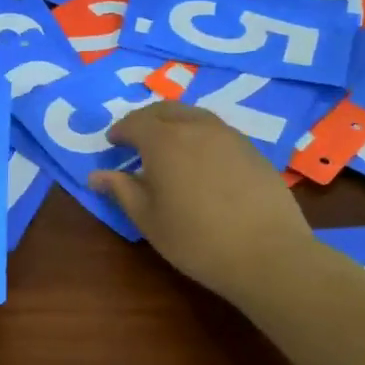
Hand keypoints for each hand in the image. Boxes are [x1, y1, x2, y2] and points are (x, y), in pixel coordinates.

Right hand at [89, 101, 313, 306]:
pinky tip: (201, 159)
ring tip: (168, 145)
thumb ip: (121, 190)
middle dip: (146, 120)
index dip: (120, 131)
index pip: (135, 123)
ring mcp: (228, 135)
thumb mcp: (148, 219)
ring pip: (194, 115)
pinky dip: (199, 134)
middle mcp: (195, 127)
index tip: (112, 143)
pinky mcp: (252, 149)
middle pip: (165, 110)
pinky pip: (217, 130)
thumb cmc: (196, 239)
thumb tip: (96, 176)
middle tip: (136, 139)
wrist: (268, 254)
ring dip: (174, 123)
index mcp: (164, 140)